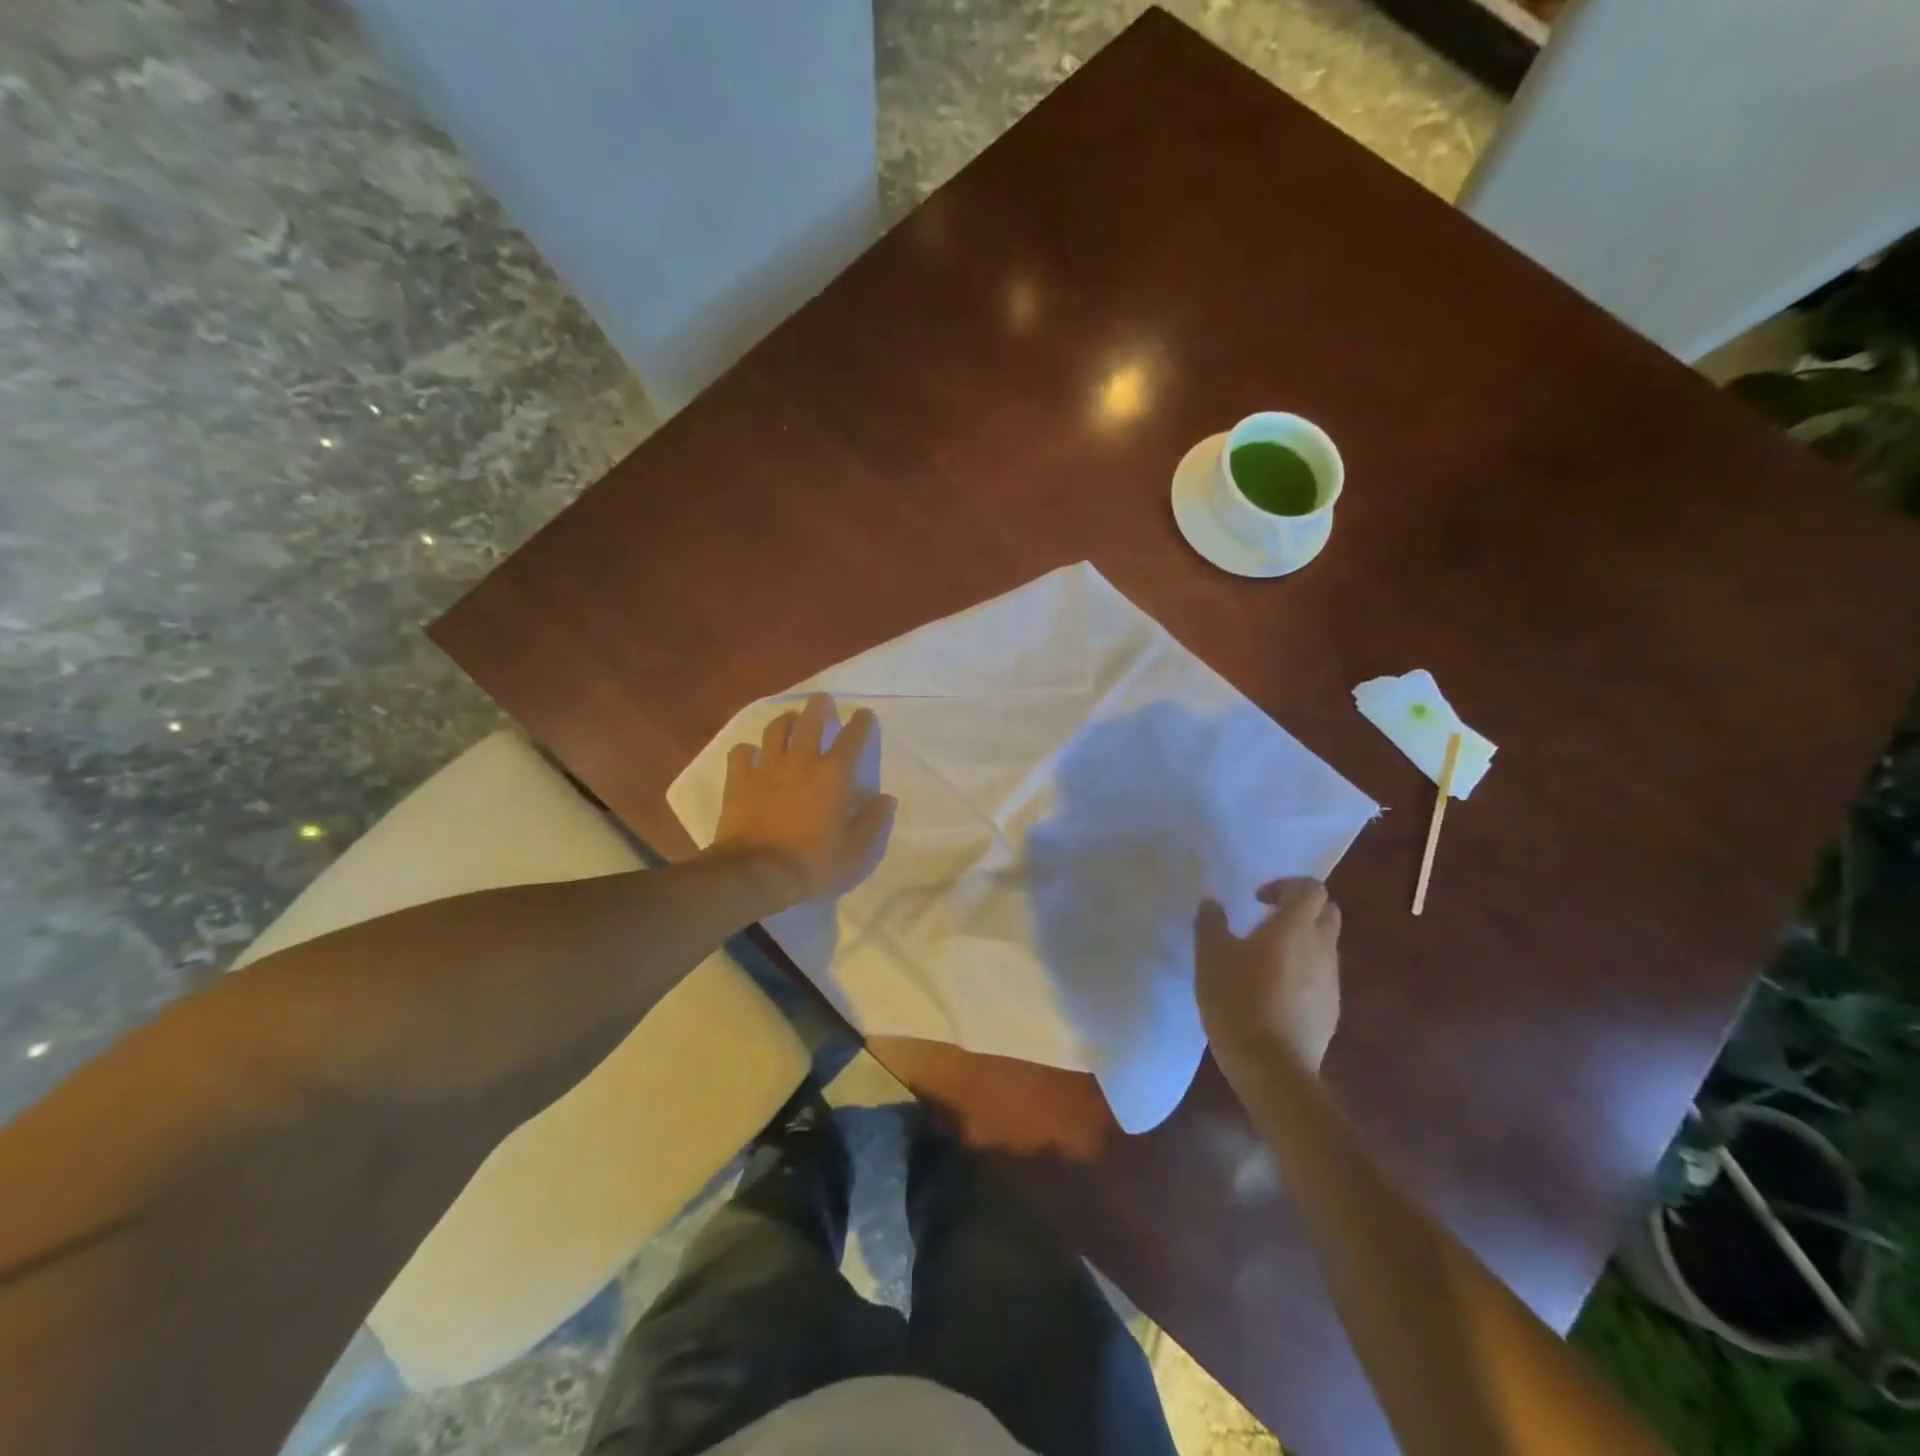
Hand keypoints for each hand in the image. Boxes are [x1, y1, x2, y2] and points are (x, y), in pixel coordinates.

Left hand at [711, 693, 895, 907]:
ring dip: (786, 720)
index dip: (861, 722)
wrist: (757, 874)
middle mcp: (802, 762)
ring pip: (776, 730)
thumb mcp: (857, 852)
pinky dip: (748, 750)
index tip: (864, 714)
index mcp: (834, 775)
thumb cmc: (814, 863)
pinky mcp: (739, 780)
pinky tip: (751, 754)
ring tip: (791, 720)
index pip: (852, 738)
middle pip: (810, 721)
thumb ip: (874, 822)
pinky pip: (741, 753)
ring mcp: (767, 768)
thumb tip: (886, 799)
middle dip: (820, 707)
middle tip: (823, 701)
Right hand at [1194, 878, 1341, 1074]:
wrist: (1271, 1066)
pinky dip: (1304, 972)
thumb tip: (1213, 903)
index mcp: (1294, 927)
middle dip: (1302, 909)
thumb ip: (1211, 923)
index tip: (1258, 899)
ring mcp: (1330, 981)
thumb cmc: (1237, 1000)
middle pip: (1327, 913)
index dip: (1286, 885)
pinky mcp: (1331, 1010)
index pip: (1310, 888)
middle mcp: (1321, 947)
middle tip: (1268, 920)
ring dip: (1303, 941)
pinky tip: (1274, 992)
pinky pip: (1322, 976)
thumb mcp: (1210, 956)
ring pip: (1326, 946)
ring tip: (1267, 959)